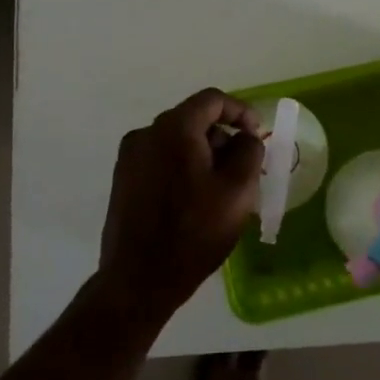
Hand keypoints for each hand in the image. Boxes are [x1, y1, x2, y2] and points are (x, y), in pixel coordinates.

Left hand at [96, 88, 265, 326]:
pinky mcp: (123, 180)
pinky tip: (195, 200)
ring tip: (220, 190)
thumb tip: (244, 137)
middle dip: (222, 138)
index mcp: (174, 129)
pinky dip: (182, 168)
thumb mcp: (238, 190)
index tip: (257, 135)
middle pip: (193, 120)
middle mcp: (146, 133)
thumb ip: (249, 151)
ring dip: (203, 155)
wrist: (139, 280)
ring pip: (177, 142)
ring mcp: (130, 157)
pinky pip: (161, 160)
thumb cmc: (194, 232)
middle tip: (243, 169)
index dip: (241, 111)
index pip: (213, 100)